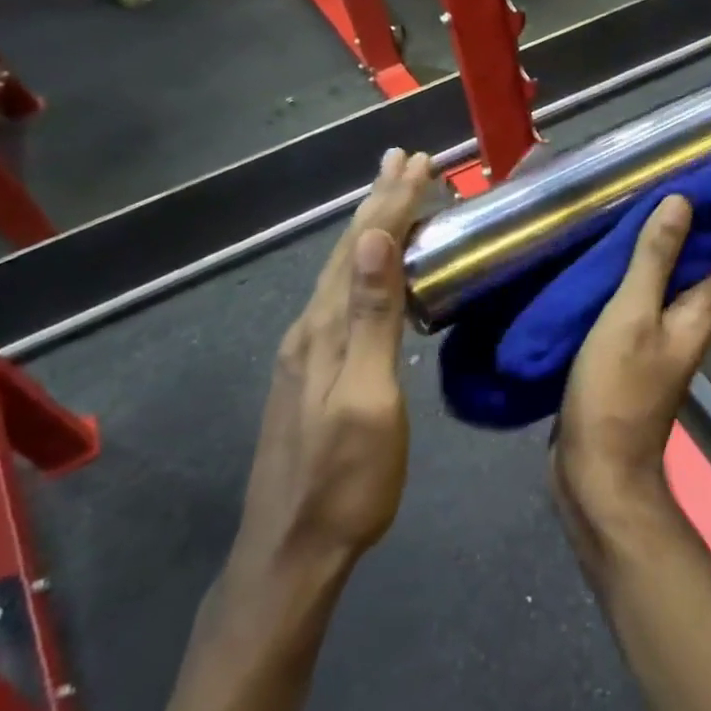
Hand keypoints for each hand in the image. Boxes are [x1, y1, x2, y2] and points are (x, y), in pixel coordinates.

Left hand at [231, 149, 433, 576]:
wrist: (293, 548)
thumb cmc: (346, 480)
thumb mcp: (367, 399)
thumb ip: (370, 319)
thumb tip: (373, 242)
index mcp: (326, 328)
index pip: (365, 248)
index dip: (392, 203)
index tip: (418, 163)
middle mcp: (310, 328)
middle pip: (349, 252)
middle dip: (379, 203)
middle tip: (404, 161)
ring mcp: (306, 351)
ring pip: (343, 273)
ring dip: (370, 231)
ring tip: (391, 201)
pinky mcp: (311, 372)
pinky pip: (342, 298)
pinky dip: (363, 267)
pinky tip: (371, 271)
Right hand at [552, 195, 710, 549]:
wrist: (595, 468)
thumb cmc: (616, 389)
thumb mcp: (632, 315)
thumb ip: (655, 260)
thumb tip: (684, 202)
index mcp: (700, 311)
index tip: (693, 175)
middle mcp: (688, 323)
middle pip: (691, 265)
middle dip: (674, 227)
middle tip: (642, 186)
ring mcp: (658, 340)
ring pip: (659, 285)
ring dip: (645, 253)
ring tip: (616, 213)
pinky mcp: (630, 354)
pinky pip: (633, 306)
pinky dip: (622, 281)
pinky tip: (596, 262)